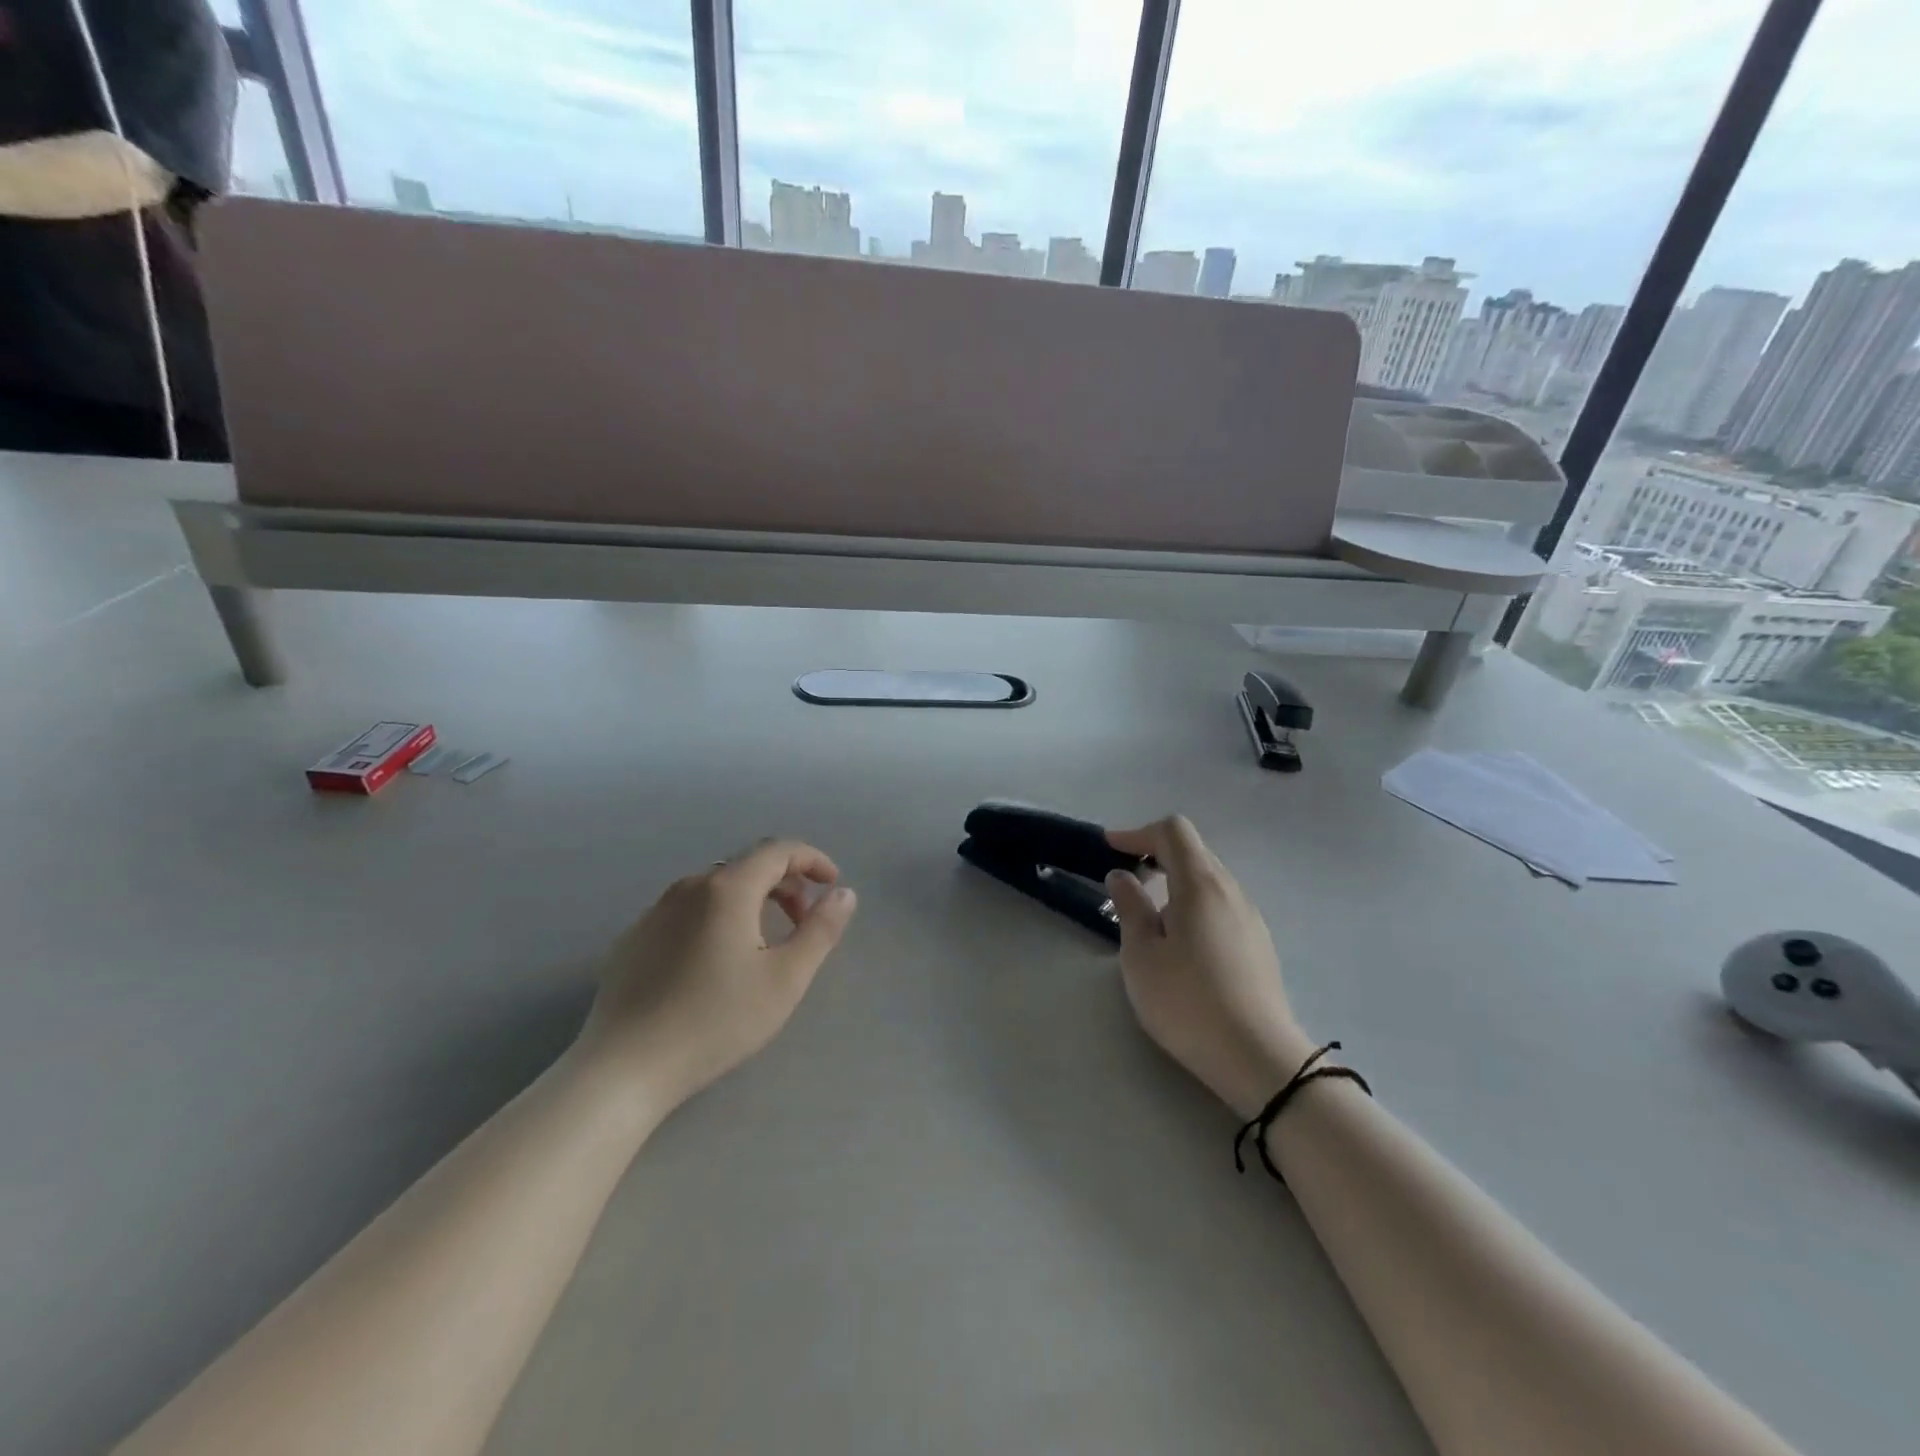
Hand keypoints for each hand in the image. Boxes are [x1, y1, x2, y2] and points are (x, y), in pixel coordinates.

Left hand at [579, 840, 857, 1109]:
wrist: (625, 1068)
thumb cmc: (716, 1021)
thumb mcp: (785, 978)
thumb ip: (821, 930)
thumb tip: (844, 893)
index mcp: (727, 888)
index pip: (778, 850)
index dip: (812, 860)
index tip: (833, 885)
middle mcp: (689, 887)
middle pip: (747, 866)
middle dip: (785, 884)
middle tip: (804, 921)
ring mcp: (655, 911)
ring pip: (716, 888)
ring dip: (752, 901)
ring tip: (765, 943)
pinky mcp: (634, 938)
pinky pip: (687, 911)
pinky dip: (717, 918)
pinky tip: (716, 962)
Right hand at [1105, 816, 1310, 1117]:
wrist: (1258, 1059)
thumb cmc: (1188, 1001)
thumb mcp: (1141, 955)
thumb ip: (1130, 907)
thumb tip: (1122, 876)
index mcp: (1200, 884)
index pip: (1173, 831)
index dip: (1138, 833)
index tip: (1110, 848)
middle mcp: (1231, 891)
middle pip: (1194, 851)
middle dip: (1155, 855)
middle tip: (1125, 881)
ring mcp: (1251, 918)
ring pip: (1209, 880)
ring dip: (1175, 882)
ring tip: (1150, 917)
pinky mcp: (1259, 945)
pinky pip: (1221, 905)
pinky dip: (1194, 905)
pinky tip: (1182, 943)